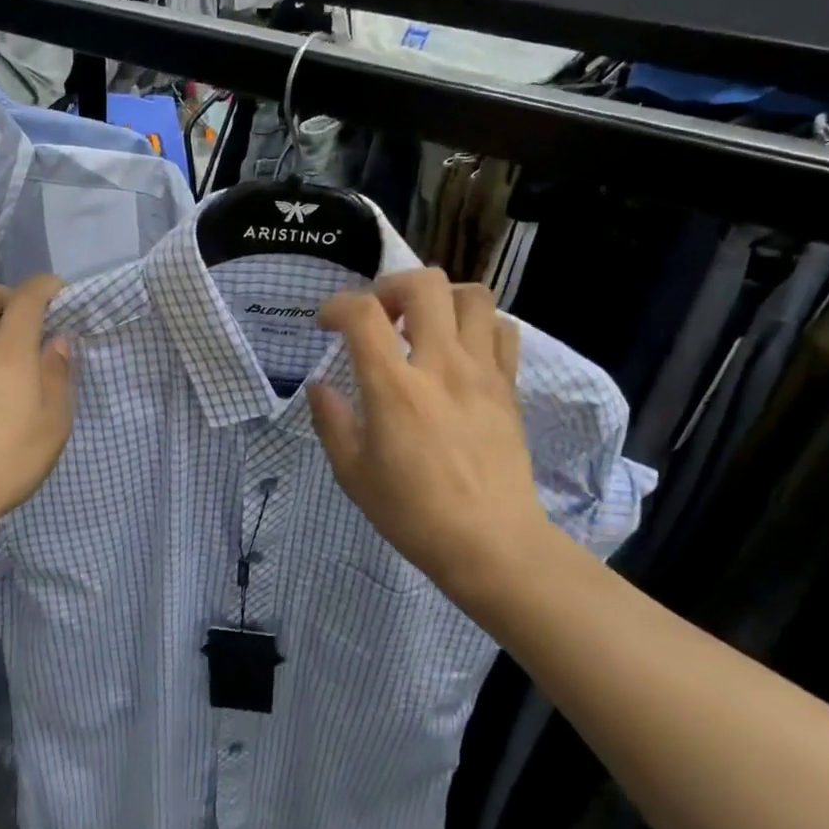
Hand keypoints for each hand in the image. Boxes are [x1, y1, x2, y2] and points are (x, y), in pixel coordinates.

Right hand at [309, 269, 554, 609]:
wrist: (490, 543)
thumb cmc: (412, 513)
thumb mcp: (352, 473)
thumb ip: (331, 421)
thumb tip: (319, 386)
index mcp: (394, 388)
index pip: (363, 313)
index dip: (337, 305)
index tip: (326, 324)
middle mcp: (441, 366)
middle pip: (425, 284)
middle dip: (391, 286)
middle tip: (379, 317)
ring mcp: (482, 372)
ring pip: (472, 296)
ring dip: (440, 299)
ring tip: (422, 326)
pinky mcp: (508, 386)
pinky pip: (501, 330)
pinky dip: (477, 325)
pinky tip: (459, 350)